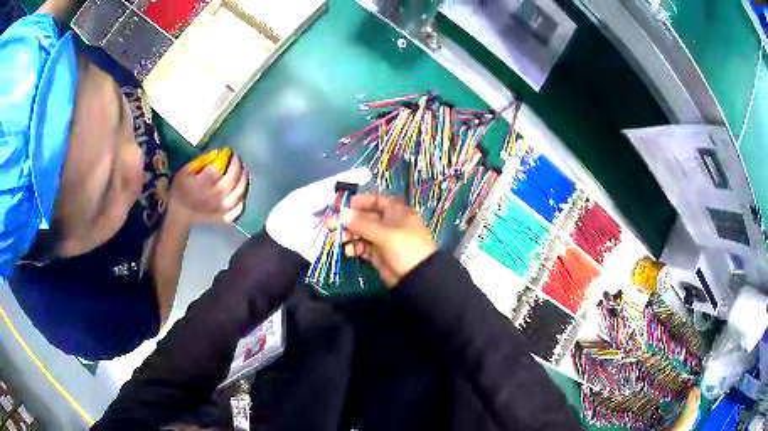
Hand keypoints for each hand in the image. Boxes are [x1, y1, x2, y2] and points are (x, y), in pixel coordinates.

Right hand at [171, 154, 248, 223]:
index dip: (226, 159)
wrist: (181, 214)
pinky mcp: (224, 219)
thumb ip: (200, 161)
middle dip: (237, 167)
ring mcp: (219, 210)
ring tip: (244, 171)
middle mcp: (212, 198)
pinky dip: (241, 199)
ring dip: (243, 180)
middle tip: (237, 159)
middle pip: (231, 180)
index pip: (218, 170)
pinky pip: (238, 209)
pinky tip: (241, 191)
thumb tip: (217, 154)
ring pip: (238, 194)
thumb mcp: (185, 171)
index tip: (229, 152)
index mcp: (200, 185)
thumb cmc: (182, 190)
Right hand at [336, 194, 436, 287]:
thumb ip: (361, 223)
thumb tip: (342, 212)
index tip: (339, 205)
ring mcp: (383, 239)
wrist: (418, 278)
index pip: (373, 200)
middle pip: (364, 217)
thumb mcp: (384, 233)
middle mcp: (388, 222)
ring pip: (360, 232)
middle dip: (347, 220)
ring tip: (334, 238)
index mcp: (395, 211)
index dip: (356, 202)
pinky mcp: (378, 254)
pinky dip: (353, 247)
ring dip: (347, 234)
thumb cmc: (404, 248)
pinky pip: (362, 247)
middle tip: (328, 224)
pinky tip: (346, 251)